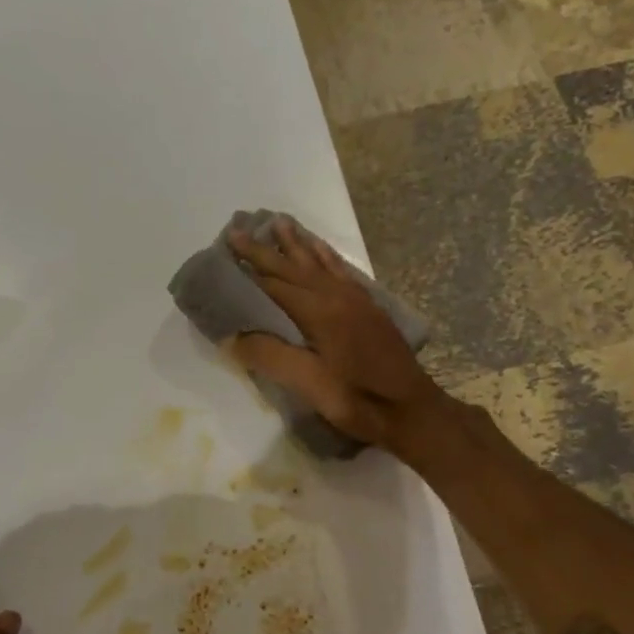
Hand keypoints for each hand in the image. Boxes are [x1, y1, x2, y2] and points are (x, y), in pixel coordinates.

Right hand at [227, 216, 449, 451]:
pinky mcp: (369, 310)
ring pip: (320, 263)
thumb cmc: (358, 400)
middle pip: (294, 267)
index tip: (223, 256)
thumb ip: (270, 356)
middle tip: (238, 229)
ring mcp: (357, 301)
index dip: (247, 272)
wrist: (411, 411)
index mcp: (320, 312)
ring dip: (296, 244)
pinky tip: (321, 252)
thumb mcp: (308, 385)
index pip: (274, 285)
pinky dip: (326, 257)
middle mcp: (338, 296)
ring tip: (279, 223)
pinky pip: (341, 272)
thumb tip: (232, 337)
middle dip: (264, 250)